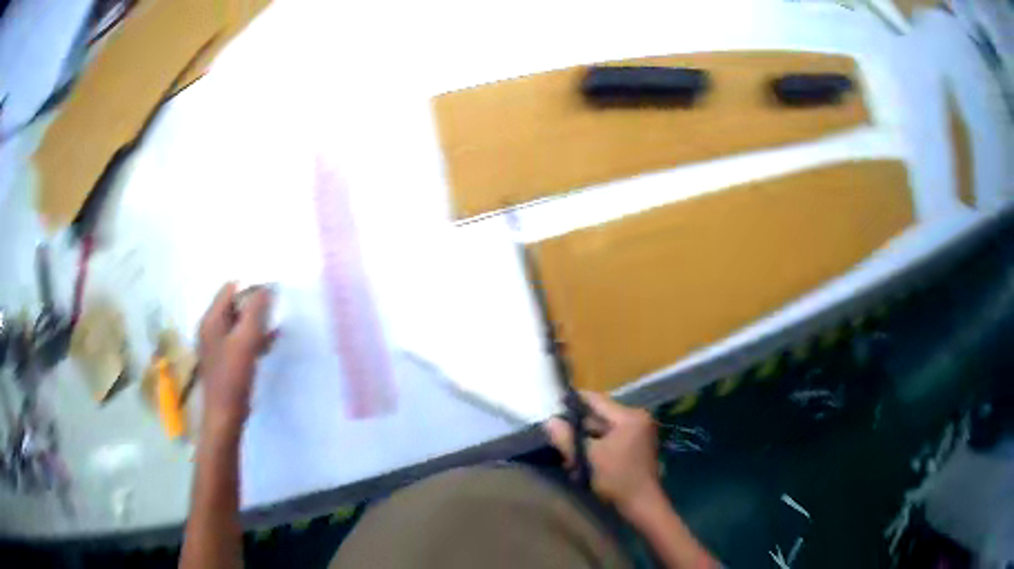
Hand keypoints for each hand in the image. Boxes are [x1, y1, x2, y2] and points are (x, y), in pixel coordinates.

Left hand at [197, 283, 273, 431]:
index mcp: (211, 319)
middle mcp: (210, 328)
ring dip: (255, 322)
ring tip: (275, 327)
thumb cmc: (233, 377)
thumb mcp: (246, 341)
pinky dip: (253, 338)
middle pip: (234, 305)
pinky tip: (269, 343)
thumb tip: (266, 287)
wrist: (225, 415)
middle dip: (254, 305)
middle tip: (275, 311)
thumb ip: (255, 312)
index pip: (230, 289)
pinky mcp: (224, 359)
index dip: (251, 288)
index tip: (272, 295)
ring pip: (238, 323)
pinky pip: (239, 339)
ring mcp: (216, 344)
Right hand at [544, 392, 662, 517]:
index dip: (574, 402)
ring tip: (569, 456)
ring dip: (585, 441)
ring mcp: (639, 433)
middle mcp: (637, 419)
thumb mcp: (589, 458)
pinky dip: (596, 448)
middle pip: (599, 417)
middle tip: (558, 438)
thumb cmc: (617, 479)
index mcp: (629, 416)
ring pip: (603, 431)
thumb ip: (568, 439)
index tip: (555, 404)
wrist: (642, 504)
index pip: (597, 400)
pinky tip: (582, 462)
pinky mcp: (636, 446)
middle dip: (577, 429)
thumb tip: (549, 422)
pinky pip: (611, 440)